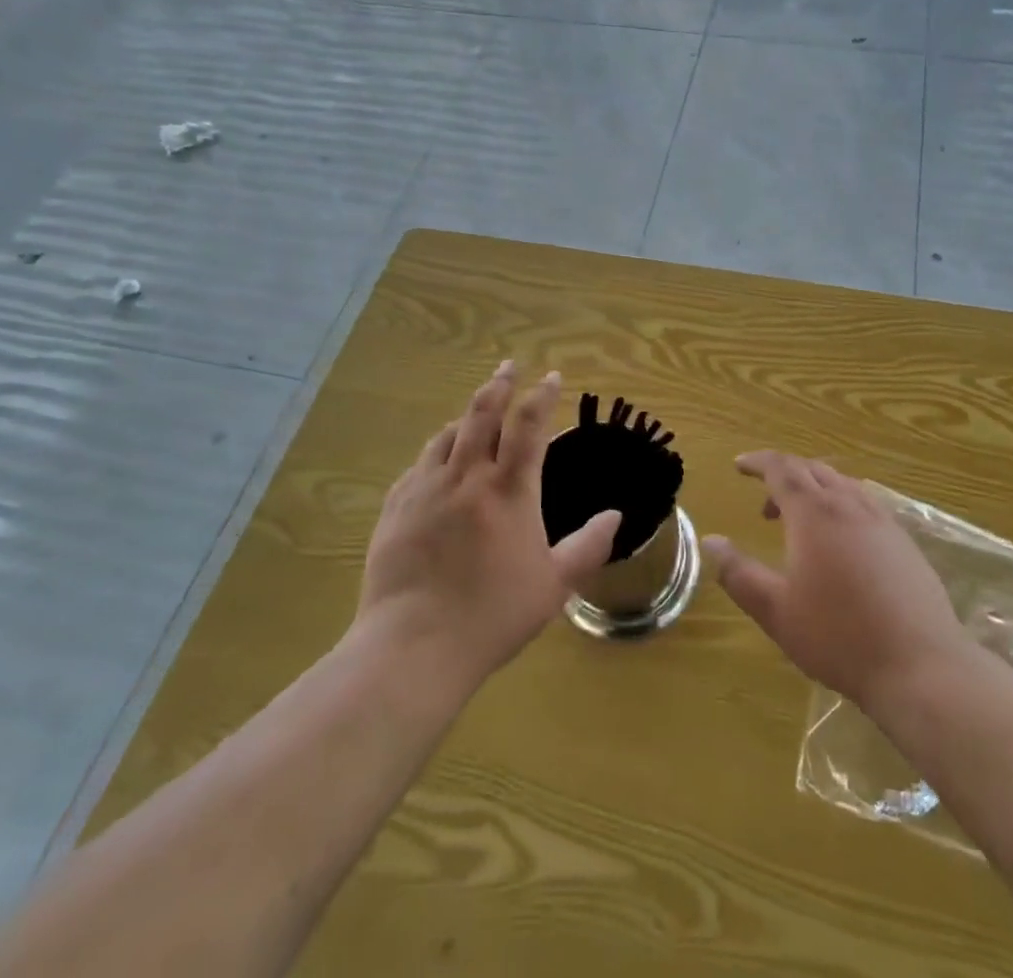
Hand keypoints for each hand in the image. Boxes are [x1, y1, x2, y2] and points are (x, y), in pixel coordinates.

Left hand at [355, 362, 621, 690]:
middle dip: (499, 384)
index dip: (542, 396)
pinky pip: (419, 464)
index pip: (529, 426)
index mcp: (509, 491)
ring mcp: (426, 490)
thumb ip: (588, 546)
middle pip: (483, 414)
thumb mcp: (554, 585)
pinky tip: (438, 458)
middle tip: (509, 365)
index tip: (552, 377)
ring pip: (447, 435)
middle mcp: (467, 477)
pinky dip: (436, 450)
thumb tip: (616, 515)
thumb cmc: (492, 615)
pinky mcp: (396, 508)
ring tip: (476, 409)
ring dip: (466, 415)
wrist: (413, 646)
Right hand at [704, 451, 970, 715]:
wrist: (920, 666)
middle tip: (765, 504)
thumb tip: (710, 541)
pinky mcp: (904, 542)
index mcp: (814, 513)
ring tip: (801, 524)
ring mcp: (882, 521)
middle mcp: (849, 505)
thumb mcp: (776, 610)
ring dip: (814, 490)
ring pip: (842, 484)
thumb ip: (738, 573)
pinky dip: (842, 506)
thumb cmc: (838, 637)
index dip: (758, 462)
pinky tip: (842, 544)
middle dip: (784, 476)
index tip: (739, 465)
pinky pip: (865, 504)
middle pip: (812, 470)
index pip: (781, 468)